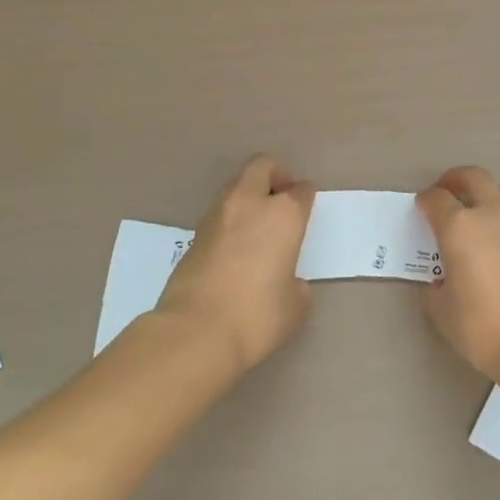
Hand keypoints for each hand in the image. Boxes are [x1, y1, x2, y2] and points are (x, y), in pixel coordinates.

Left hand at [158, 155, 315, 375]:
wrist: (195, 332)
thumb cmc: (257, 316)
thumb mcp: (294, 306)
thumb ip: (296, 284)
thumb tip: (286, 280)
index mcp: (283, 215)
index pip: (301, 190)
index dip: (305, 197)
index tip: (306, 207)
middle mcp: (250, 204)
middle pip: (263, 167)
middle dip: (275, 176)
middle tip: (281, 200)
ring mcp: (217, 216)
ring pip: (236, 186)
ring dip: (249, 196)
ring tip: (257, 226)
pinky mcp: (193, 234)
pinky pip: (219, 214)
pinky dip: (230, 220)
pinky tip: (234, 248)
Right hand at [415, 166, 499, 382]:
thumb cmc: (482, 326)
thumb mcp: (442, 309)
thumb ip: (436, 286)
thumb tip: (440, 279)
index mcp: (460, 226)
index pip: (437, 198)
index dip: (425, 200)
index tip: (420, 207)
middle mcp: (490, 215)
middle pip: (473, 177)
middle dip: (455, 179)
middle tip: (445, 192)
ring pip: (497, 194)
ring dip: (480, 197)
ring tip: (469, 220)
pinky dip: (497, 221)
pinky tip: (491, 246)